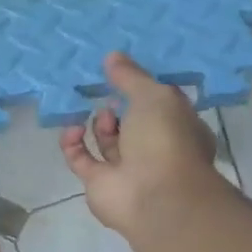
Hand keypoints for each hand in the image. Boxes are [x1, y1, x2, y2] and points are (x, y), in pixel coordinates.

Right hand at [60, 52, 222, 242]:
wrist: (154, 195)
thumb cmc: (165, 139)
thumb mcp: (154, 96)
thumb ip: (130, 77)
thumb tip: (112, 56)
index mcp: (179, 129)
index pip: (161, 107)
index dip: (144, 92)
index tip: (124, 77)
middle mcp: (154, 150)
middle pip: (132, 125)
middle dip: (119, 109)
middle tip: (108, 95)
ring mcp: (126, 169)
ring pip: (107, 143)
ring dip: (99, 125)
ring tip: (99, 114)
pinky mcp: (98, 183)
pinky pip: (81, 159)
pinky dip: (73, 144)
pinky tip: (72, 129)